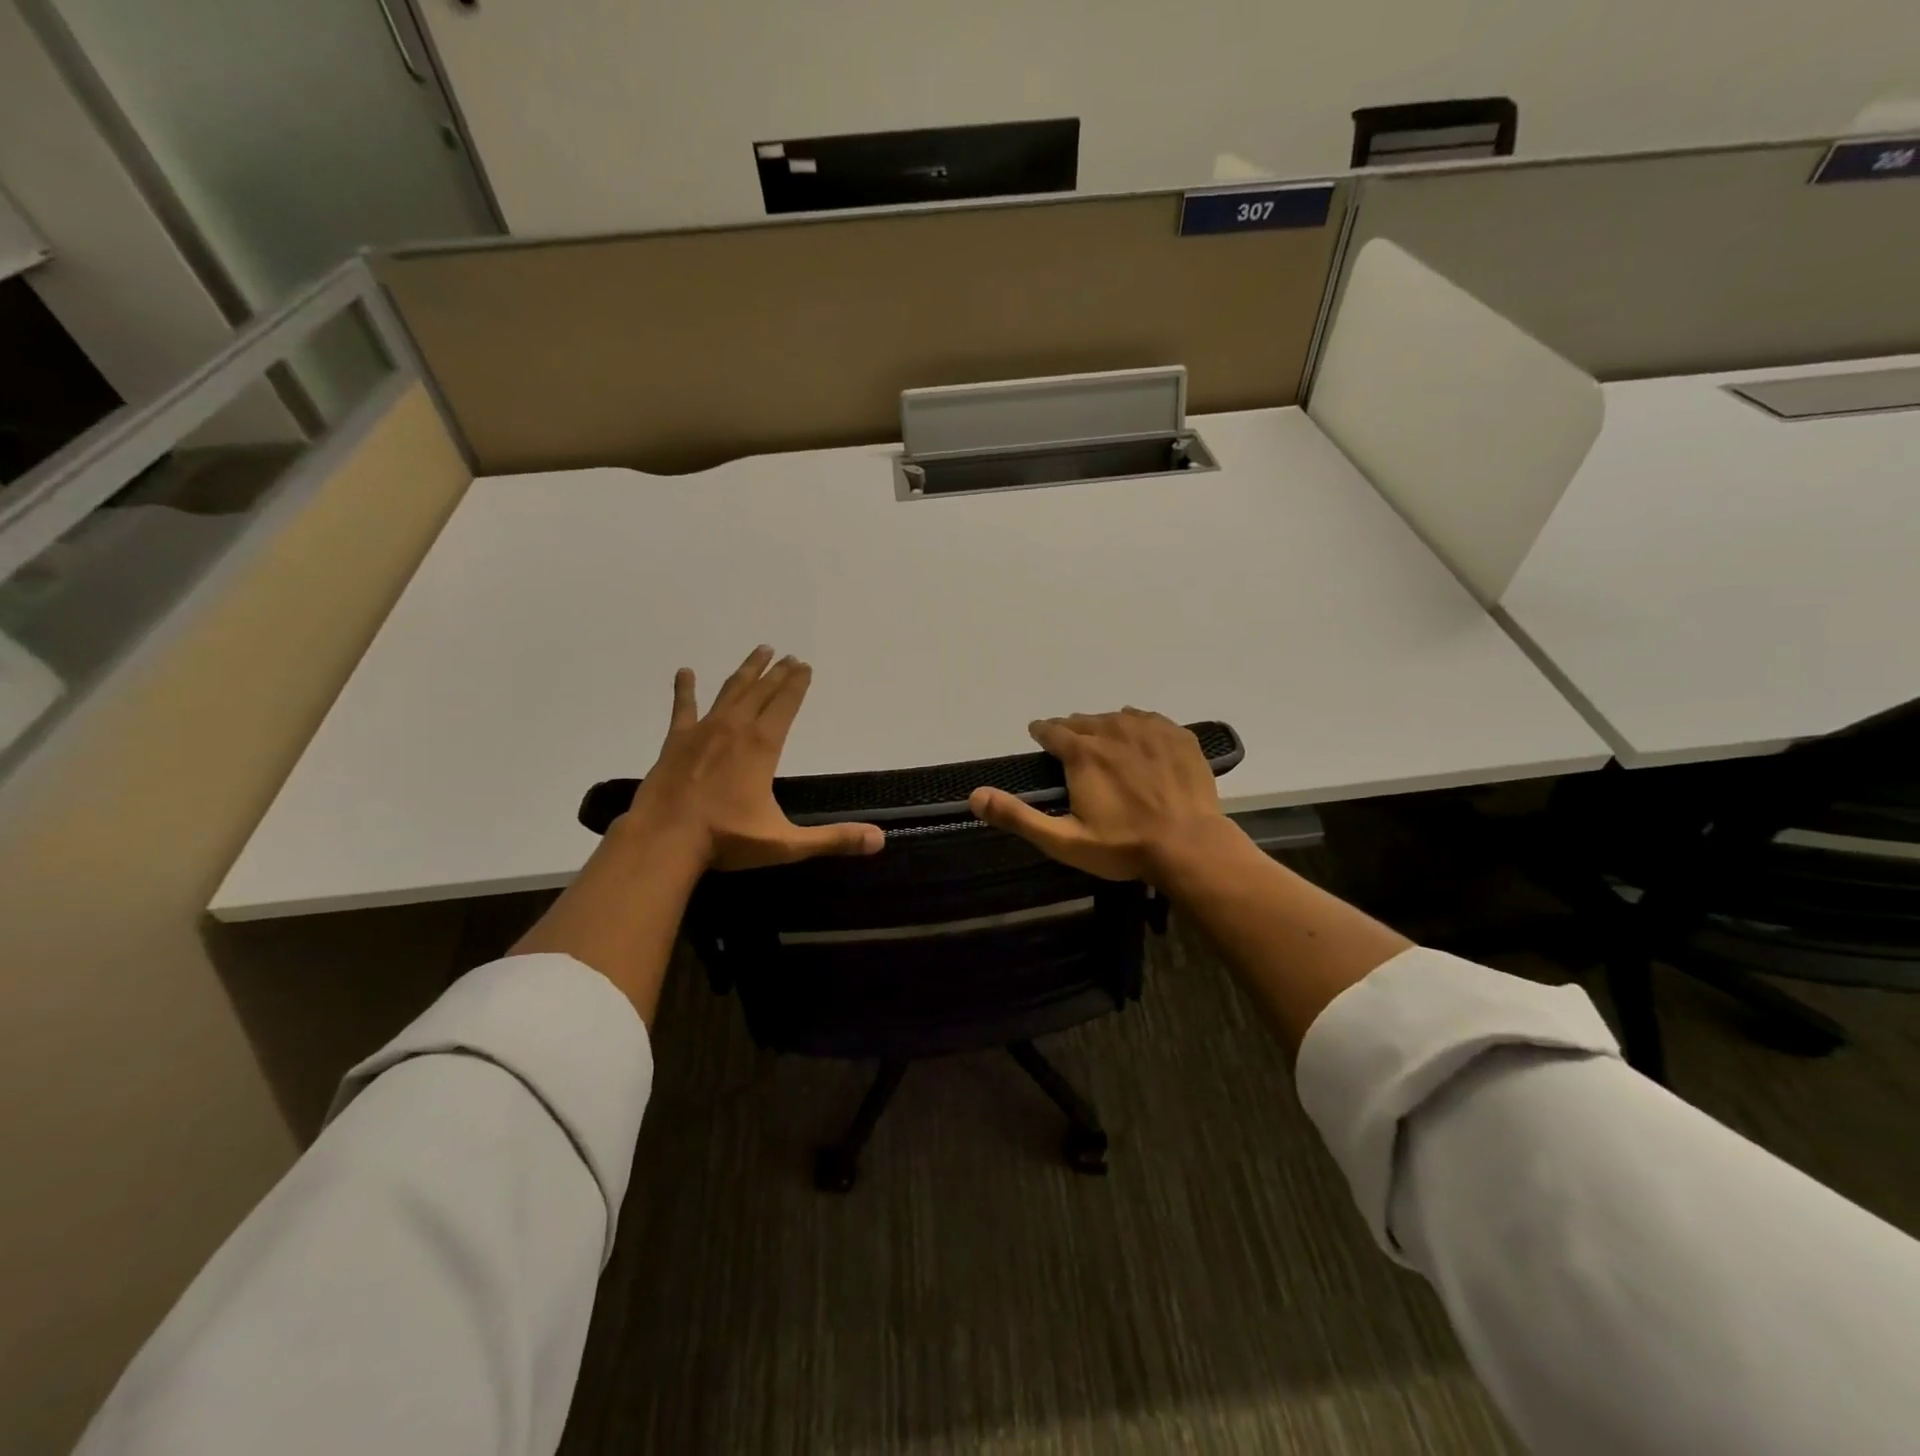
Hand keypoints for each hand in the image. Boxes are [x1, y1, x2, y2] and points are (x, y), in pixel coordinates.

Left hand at [618, 645, 883, 870]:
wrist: (663, 840)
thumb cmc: (726, 839)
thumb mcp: (785, 844)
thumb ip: (832, 839)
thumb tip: (879, 840)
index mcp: (762, 746)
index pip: (785, 705)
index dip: (797, 685)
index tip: (805, 666)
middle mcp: (735, 729)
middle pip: (761, 692)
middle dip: (778, 673)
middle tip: (789, 656)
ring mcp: (702, 731)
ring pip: (729, 691)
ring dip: (746, 671)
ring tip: (760, 651)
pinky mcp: (675, 741)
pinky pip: (682, 707)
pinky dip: (685, 689)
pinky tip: (685, 672)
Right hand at [968, 708, 1232, 881]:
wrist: (1189, 846)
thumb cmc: (1123, 847)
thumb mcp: (1063, 840)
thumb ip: (1018, 816)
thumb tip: (974, 796)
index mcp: (1082, 753)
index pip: (1052, 730)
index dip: (1041, 732)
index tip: (1038, 735)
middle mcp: (1112, 730)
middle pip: (1083, 721)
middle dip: (1072, 730)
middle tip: (1070, 745)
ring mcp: (1149, 730)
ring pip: (1117, 716)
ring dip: (1104, 726)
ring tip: (1104, 741)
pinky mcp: (1178, 736)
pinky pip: (1150, 719)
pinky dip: (1138, 725)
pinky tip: (1140, 739)